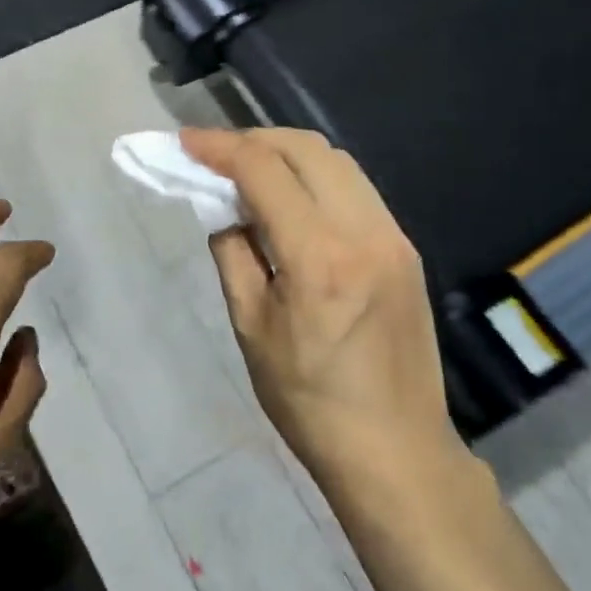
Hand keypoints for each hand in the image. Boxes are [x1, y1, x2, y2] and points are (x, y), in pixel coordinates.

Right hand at [182, 128, 465, 490]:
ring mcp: (393, 236)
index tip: (185, 142)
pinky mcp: (405, 247)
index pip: (264, 171)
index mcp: (319, 258)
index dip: (219, 147)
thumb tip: (225, 209)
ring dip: (287, 154)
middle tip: (216, 156)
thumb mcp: (251, 327)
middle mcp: (364, 232)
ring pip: (337, 161)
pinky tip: (292, 199)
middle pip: (306, 149)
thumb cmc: (309, 400)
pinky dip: (316, 177)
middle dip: (254, 140)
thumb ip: (233, 254)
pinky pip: (356, 188)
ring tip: (250, 171)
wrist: (396, 451)